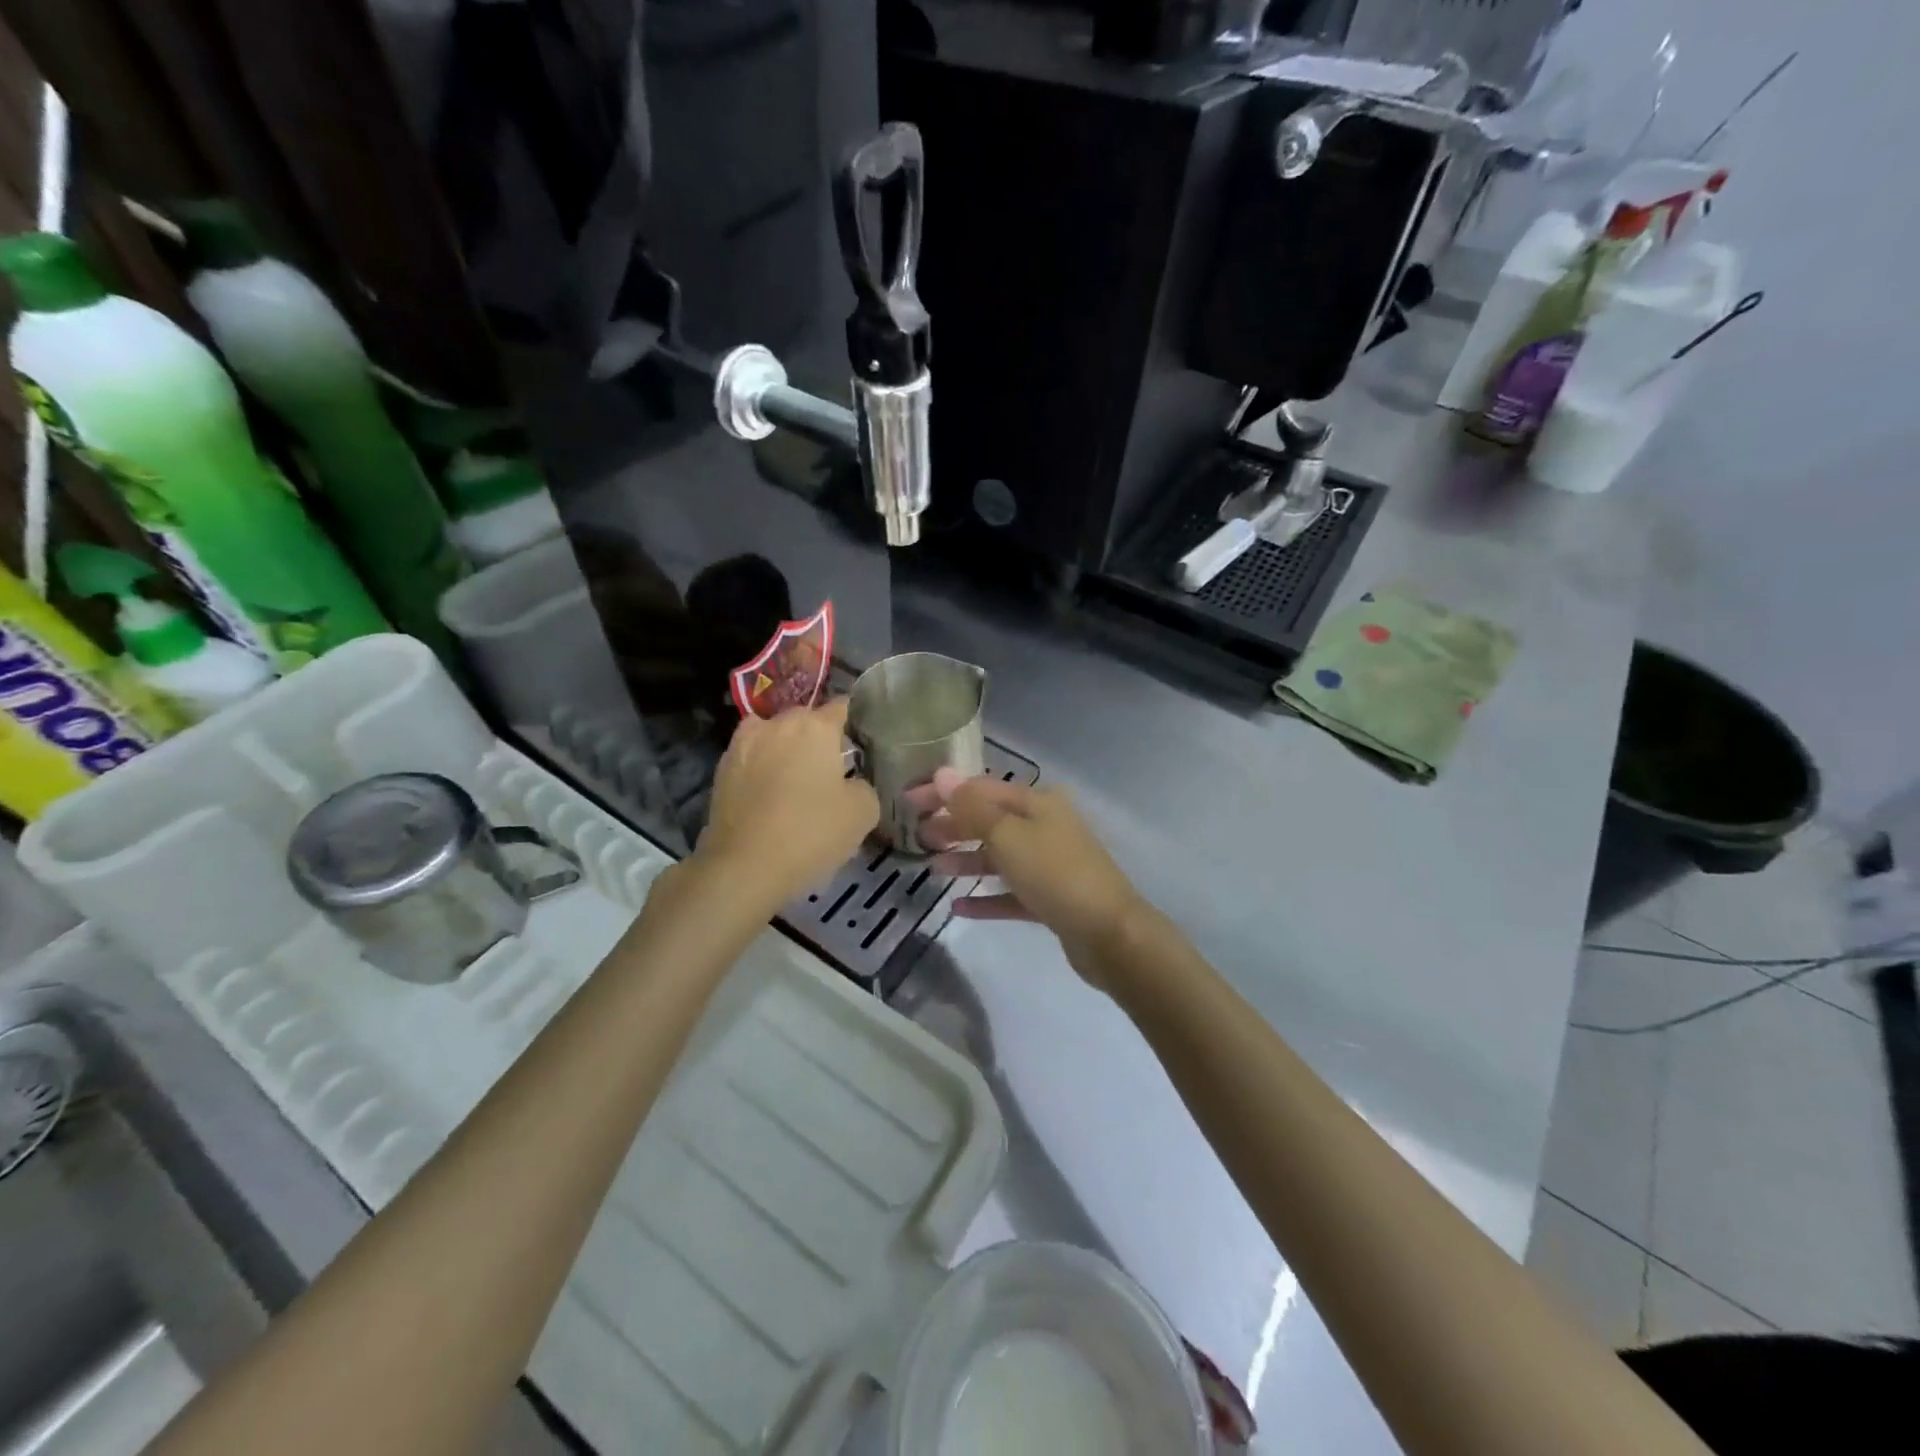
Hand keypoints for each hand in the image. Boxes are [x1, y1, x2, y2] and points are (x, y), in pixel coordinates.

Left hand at [695, 699, 878, 906]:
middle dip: (818, 739)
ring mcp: (743, 744)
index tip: (861, 741)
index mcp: (815, 726)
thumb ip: (864, 786)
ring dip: (786, 751)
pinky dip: (762, 770)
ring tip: (796, 782)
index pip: (842, 706)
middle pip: (805, 721)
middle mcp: (777, 724)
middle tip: (831, 770)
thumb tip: (853, 783)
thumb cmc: (810, 832)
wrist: (743, 867)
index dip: (854, 721)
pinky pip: (752, 760)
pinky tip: (770, 797)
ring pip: (774, 737)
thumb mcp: (863, 813)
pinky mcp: (721, 769)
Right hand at [912, 768, 1145, 987]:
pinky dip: (986, 896)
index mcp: (1037, 803)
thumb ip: (972, 807)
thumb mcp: (1008, 836)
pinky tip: (958, 907)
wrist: (1109, 934)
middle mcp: (1045, 827)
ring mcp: (1050, 864)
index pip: (981, 788)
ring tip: (934, 869)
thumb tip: (943, 773)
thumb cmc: (1055, 874)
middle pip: (991, 820)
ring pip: (1000, 856)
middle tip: (919, 836)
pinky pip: (1010, 892)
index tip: (908, 800)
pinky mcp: (1051, 899)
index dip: (945, 792)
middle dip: (954, 826)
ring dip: (967, 860)